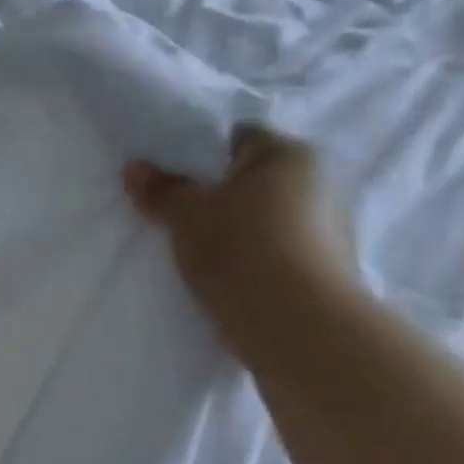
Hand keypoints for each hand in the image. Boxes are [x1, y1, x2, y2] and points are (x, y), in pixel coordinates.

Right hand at [123, 125, 358, 354]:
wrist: (296, 325)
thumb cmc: (240, 250)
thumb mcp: (187, 216)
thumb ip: (161, 190)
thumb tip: (134, 167)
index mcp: (290, 153)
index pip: (238, 138)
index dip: (200, 156)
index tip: (173, 183)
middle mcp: (320, 181)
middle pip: (253, 180)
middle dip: (219, 196)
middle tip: (179, 220)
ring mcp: (329, 227)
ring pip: (266, 218)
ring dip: (238, 231)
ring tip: (200, 255)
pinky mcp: (327, 268)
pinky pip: (277, 251)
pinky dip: (255, 259)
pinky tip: (228, 279)